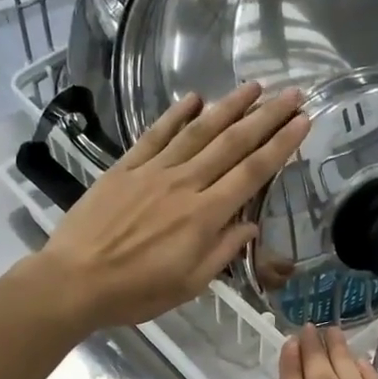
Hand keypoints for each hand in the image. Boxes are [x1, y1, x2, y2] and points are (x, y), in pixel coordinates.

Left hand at [35, 82, 308, 331]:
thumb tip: (250, 226)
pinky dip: (175, 115)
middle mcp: (184, 184)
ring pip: (198, 131)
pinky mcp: (125, 168)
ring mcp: (152, 172)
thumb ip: (222, 252)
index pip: (252, 173)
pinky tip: (194, 98)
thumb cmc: (136, 292)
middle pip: (232, 143)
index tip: (302, 121)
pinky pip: (155, 135)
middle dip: (266, 116)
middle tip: (291, 93)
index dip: (280, 145)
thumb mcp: (189, 284)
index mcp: (204, 216)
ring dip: (228, 106)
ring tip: (254, 86)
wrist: (75, 281)